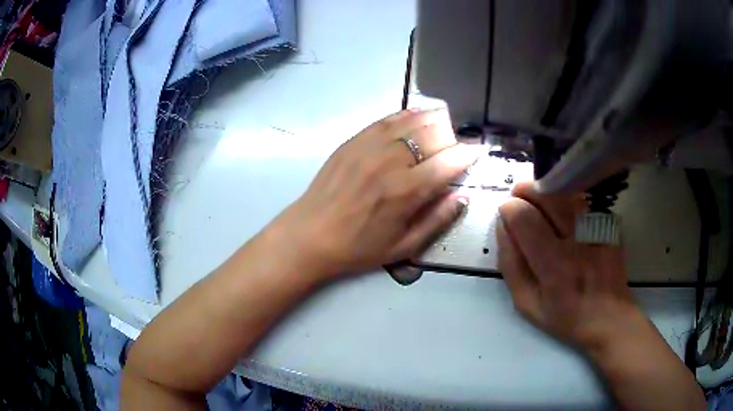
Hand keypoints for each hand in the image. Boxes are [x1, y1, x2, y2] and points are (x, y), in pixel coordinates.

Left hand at [277, 109, 478, 277]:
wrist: (310, 234)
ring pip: (412, 121)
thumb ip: (437, 220)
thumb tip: (462, 196)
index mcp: (407, 191)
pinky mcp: (354, 140)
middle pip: (434, 135)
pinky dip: (406, 114)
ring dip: (434, 119)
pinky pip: (387, 119)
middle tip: (457, 145)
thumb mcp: (403, 247)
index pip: (449, 162)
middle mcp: (391, 161)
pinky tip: (416, 115)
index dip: (469, 154)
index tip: (478, 152)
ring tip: (444, 123)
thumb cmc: (358, 247)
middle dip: (453, 136)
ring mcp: (370, 146)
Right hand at [497, 182, 640, 353]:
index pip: (524, 218)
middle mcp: (576, 241)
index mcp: (553, 266)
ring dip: (545, 188)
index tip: (506, 213)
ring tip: (537, 198)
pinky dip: (567, 195)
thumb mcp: (528, 304)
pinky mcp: (608, 223)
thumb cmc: (565, 316)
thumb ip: (511, 266)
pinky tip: (562, 206)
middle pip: (546, 195)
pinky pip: (583, 197)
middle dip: (524, 190)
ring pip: (566, 190)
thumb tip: (503, 228)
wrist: (609, 317)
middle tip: (518, 198)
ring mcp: (596, 229)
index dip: (509, 208)